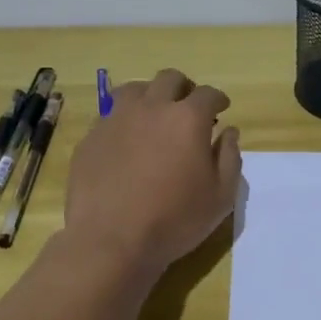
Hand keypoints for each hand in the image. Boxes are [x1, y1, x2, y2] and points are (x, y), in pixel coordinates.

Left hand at [64, 68, 241, 275]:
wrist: (111, 240)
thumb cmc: (175, 220)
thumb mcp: (221, 196)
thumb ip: (230, 158)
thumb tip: (229, 133)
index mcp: (187, 119)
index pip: (208, 94)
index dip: (218, 99)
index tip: (221, 108)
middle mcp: (151, 108)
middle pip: (169, 79)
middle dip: (184, 88)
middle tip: (189, 107)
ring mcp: (116, 119)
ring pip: (134, 88)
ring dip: (150, 95)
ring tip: (154, 115)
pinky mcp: (91, 137)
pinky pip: (110, 114)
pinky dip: (124, 118)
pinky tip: (126, 139)